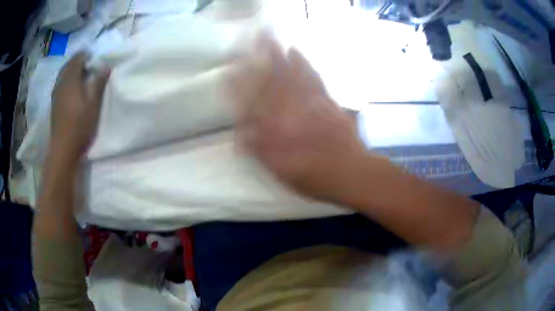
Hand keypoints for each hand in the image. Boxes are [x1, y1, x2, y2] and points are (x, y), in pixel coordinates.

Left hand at [50, 52, 109, 165]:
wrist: (63, 150)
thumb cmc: (79, 126)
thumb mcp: (93, 104)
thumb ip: (98, 83)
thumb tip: (105, 66)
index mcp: (70, 79)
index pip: (78, 58)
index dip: (87, 55)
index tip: (96, 59)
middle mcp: (60, 83)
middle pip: (68, 65)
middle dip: (79, 62)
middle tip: (89, 66)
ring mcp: (55, 94)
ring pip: (63, 74)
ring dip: (72, 71)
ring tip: (81, 77)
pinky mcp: (54, 104)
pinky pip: (60, 84)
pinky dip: (67, 80)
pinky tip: (72, 89)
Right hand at [232, 40, 369, 202]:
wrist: (352, 172)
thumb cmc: (315, 176)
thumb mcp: (282, 172)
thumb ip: (260, 152)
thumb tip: (239, 135)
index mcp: (278, 129)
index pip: (253, 102)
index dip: (239, 86)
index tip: (229, 72)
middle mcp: (292, 110)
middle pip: (271, 81)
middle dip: (258, 61)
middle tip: (248, 42)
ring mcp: (311, 102)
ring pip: (290, 74)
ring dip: (278, 55)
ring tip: (269, 39)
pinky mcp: (327, 100)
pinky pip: (312, 77)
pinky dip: (303, 62)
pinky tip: (297, 52)